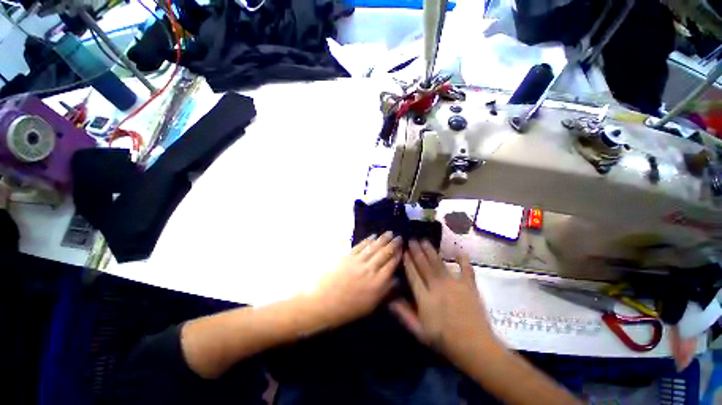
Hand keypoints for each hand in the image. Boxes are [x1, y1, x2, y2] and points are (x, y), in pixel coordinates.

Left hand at [309, 231, 401, 327]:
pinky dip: (367, 240)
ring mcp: (358, 261)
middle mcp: (370, 269)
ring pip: (373, 247)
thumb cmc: (349, 308)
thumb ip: (385, 291)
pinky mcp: (348, 256)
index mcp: (377, 283)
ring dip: (382, 239)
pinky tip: (373, 236)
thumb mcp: (371, 305)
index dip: (398, 255)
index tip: (403, 248)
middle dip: (393, 244)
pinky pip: (360, 246)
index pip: (391, 265)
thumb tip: (396, 279)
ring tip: (389, 232)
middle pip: (384, 253)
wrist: (324, 302)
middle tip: (399, 237)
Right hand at [390, 240, 495, 361]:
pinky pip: (465, 268)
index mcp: (424, 297)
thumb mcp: (419, 332)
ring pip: (439, 263)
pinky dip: (462, 259)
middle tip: (411, 239)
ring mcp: (454, 284)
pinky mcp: (468, 285)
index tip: (403, 251)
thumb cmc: (444, 340)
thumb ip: (404, 314)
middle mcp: (437, 286)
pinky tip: (458, 251)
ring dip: (431, 251)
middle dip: (416, 251)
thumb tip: (390, 300)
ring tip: (424, 240)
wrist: (474, 347)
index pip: (413, 275)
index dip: (407, 262)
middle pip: (424, 265)